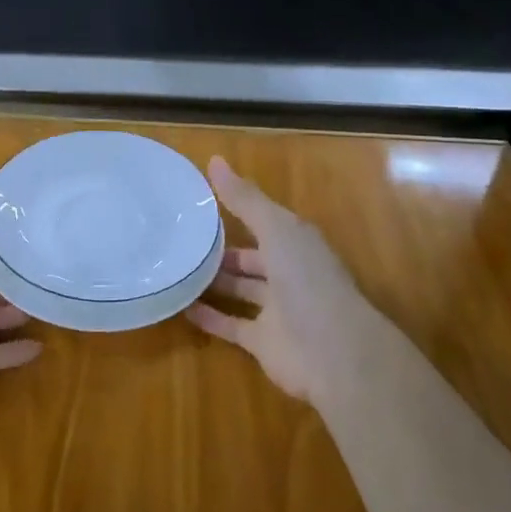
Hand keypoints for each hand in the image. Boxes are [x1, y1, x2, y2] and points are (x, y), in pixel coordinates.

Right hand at [186, 156, 375, 402]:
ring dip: (213, 282)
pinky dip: (209, 317)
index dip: (239, 209)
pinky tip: (181, 306)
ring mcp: (276, 309)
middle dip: (223, 249)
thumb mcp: (276, 229)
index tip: (202, 201)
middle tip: (183, 240)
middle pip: (251, 257)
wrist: (334, 352)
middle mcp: (288, 273)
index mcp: (296, 243)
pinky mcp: (263, 342)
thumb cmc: (307, 280)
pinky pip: (231, 325)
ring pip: (240, 290)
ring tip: (176, 268)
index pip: (265, 221)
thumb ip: (245, 199)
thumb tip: (214, 159)